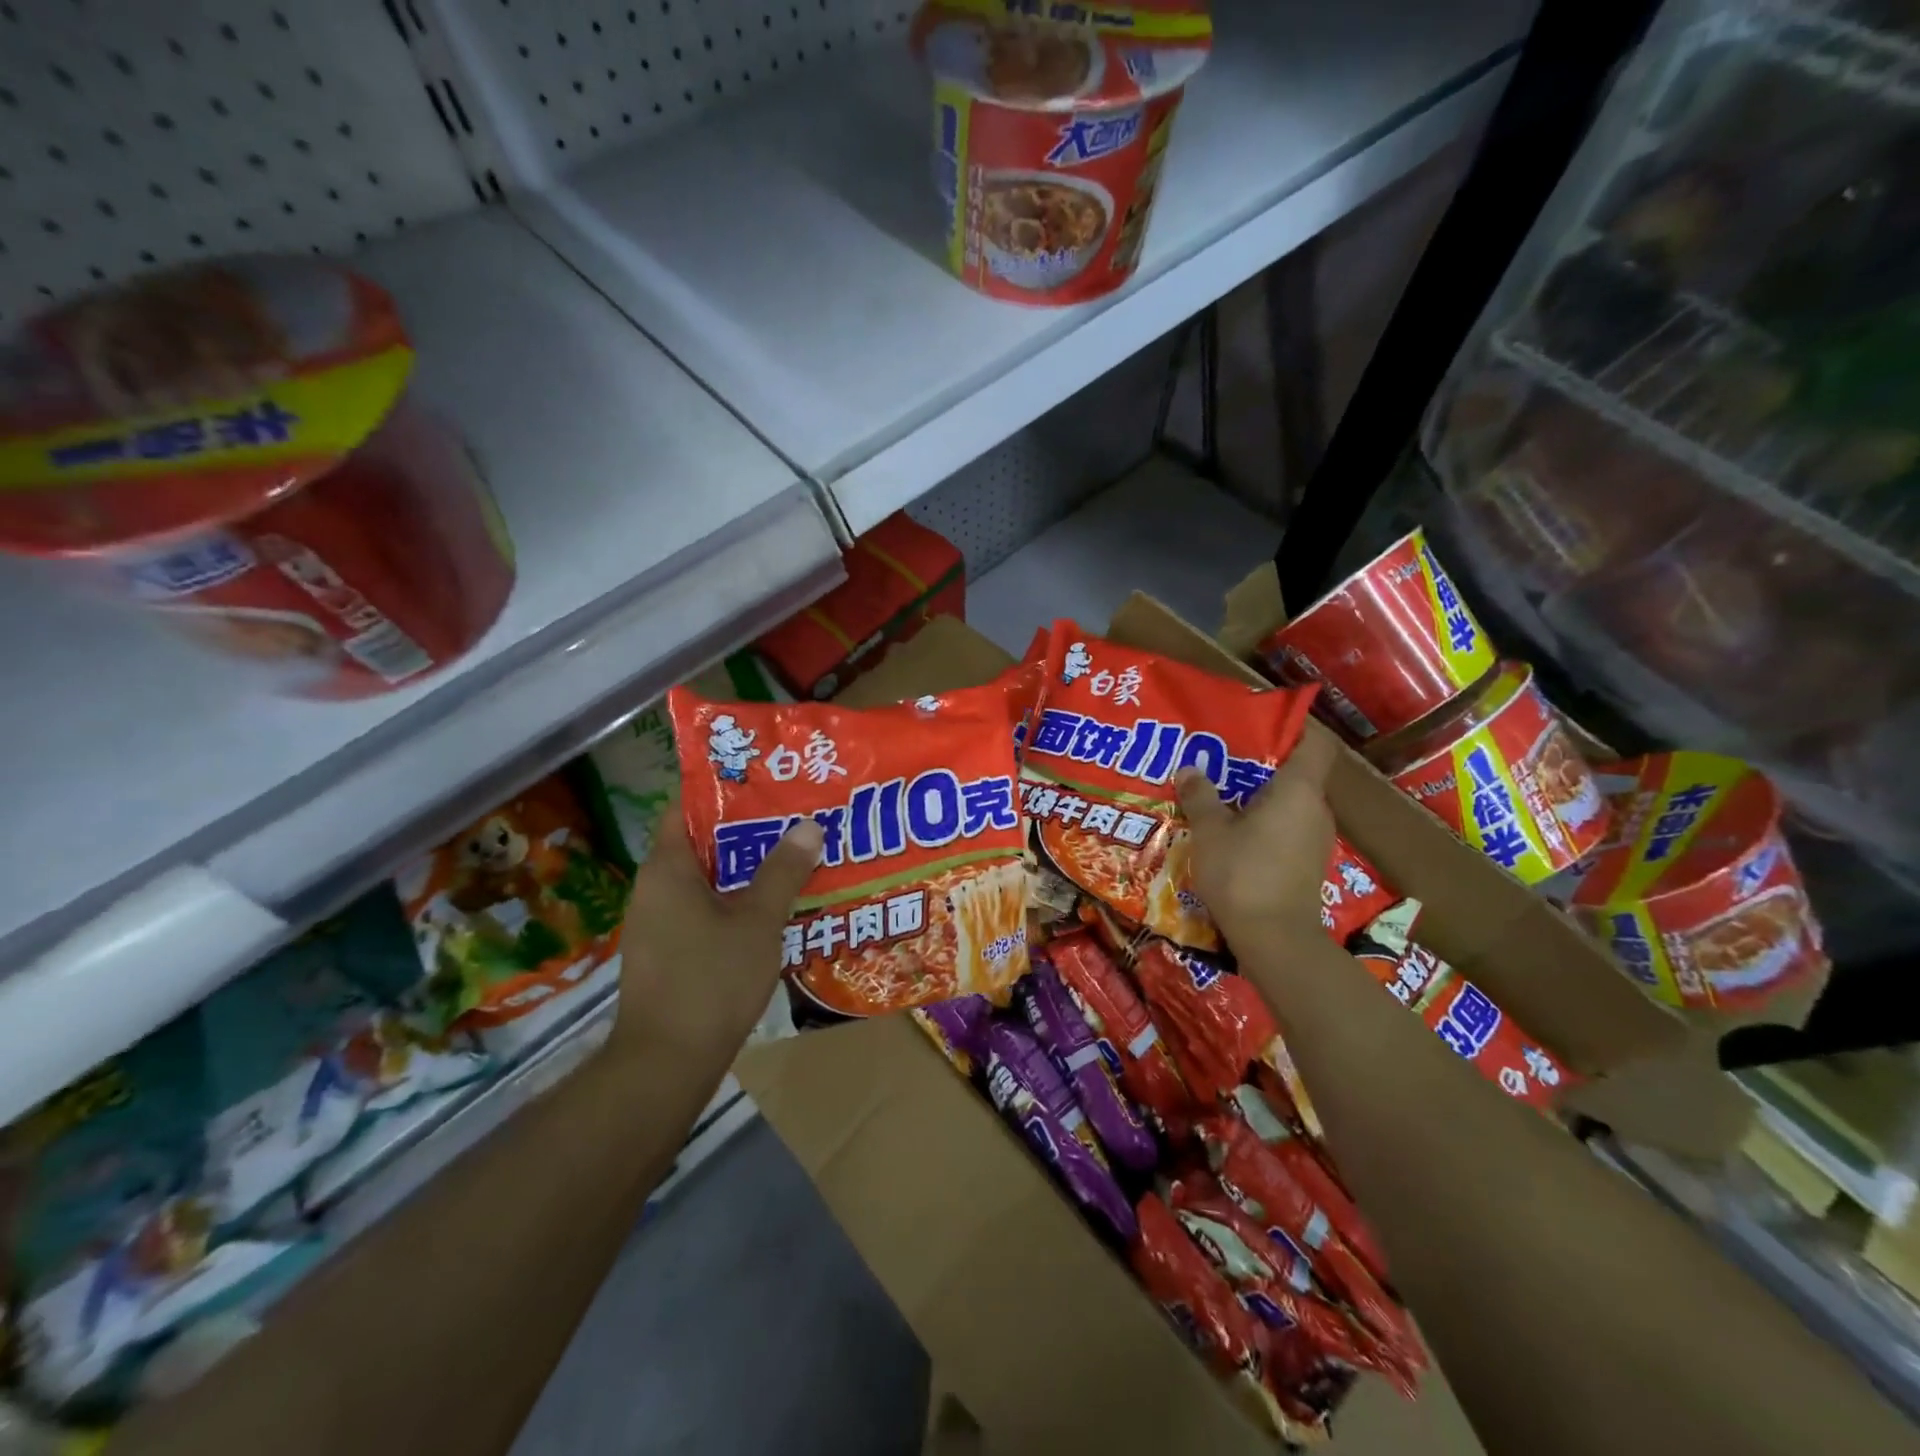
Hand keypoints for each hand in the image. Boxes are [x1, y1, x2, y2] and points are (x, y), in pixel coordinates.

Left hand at [613, 805, 822, 1067]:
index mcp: (667, 868)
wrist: (667, 1064)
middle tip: (794, 818)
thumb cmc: (711, 979)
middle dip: (747, 831)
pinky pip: (703, 910)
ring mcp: (658, 923)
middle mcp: (655, 889)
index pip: (685, 807)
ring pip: (706, 880)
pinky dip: (735, 901)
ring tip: (793, 857)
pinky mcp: (668, 952)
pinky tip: (773, 909)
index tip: (766, 782)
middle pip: (701, 843)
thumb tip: (808, 825)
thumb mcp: (758, 921)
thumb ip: (783, 871)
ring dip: (745, 869)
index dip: (723, 790)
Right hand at [1176, 729, 1338, 951]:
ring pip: (1291, 804)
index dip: (1294, 729)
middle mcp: (1316, 809)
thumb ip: (1201, 796)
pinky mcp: (1309, 864)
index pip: (1315, 744)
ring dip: (1260, 799)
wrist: (1275, 939)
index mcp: (1298, 790)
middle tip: (1222, 762)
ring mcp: (1316, 840)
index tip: (1260, 726)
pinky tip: (1233, 834)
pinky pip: (1288, 829)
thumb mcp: (1210, 830)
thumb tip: (1189, 769)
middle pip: (1297, 774)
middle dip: (1261, 766)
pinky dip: (1265, 824)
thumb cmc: (1242, 873)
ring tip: (1221, 797)